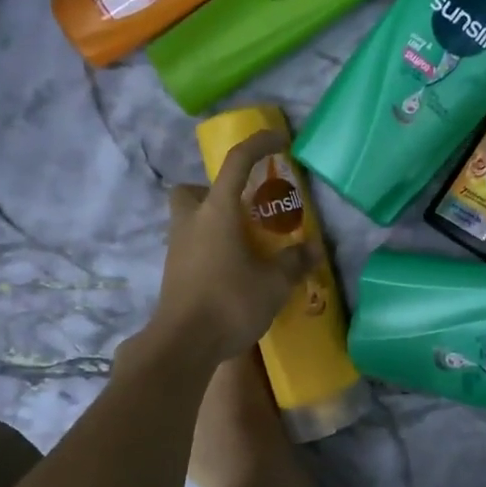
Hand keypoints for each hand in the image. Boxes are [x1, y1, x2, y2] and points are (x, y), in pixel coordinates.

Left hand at [145, 130, 315, 363]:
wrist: (183, 346)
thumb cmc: (229, 302)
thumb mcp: (273, 283)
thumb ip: (293, 262)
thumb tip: (312, 249)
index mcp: (216, 212)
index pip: (237, 163)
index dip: (258, 144)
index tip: (279, 140)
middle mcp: (191, 222)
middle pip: (190, 190)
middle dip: (212, 191)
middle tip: (242, 209)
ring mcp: (177, 248)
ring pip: (188, 219)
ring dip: (212, 222)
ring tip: (244, 244)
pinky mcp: (173, 273)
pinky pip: (190, 246)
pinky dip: (209, 248)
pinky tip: (232, 271)